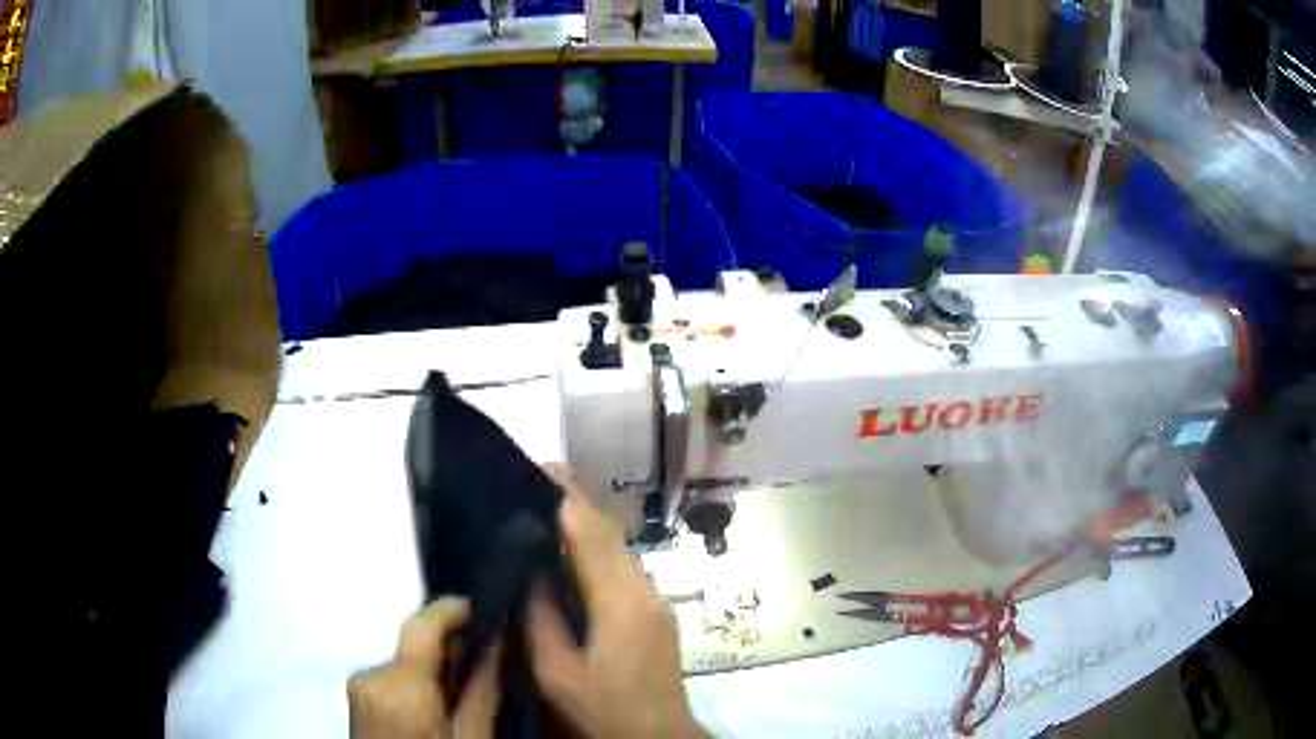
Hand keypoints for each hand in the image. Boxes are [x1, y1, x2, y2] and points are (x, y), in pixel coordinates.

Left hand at [348, 598, 499, 738]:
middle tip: (490, 662)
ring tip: (468, 693)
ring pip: (405, 662)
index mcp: (399, 687)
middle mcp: (370, 676)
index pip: (421, 623)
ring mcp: (358, 686)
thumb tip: (501, 642)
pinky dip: (418, 684)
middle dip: (451, 649)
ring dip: (435, 669)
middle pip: (414, 644)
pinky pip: (393, 677)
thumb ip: (483, 690)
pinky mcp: (357, 697)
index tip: (485, 609)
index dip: (452, 608)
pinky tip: (440, 708)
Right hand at [528, 469, 704, 738]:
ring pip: (620, 549)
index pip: (591, 535)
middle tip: (540, 475)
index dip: (566, 499)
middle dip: (577, 501)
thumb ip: (541, 618)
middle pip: (610, 534)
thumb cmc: (603, 708)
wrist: (658, 734)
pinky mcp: (658, 611)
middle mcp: (645, 590)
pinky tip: (576, 549)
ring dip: (589, 523)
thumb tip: (530, 570)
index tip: (540, 468)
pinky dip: (599, 548)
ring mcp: (656, 600)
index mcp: (620, 602)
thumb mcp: (557, 671)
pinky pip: (625, 567)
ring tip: (550, 503)